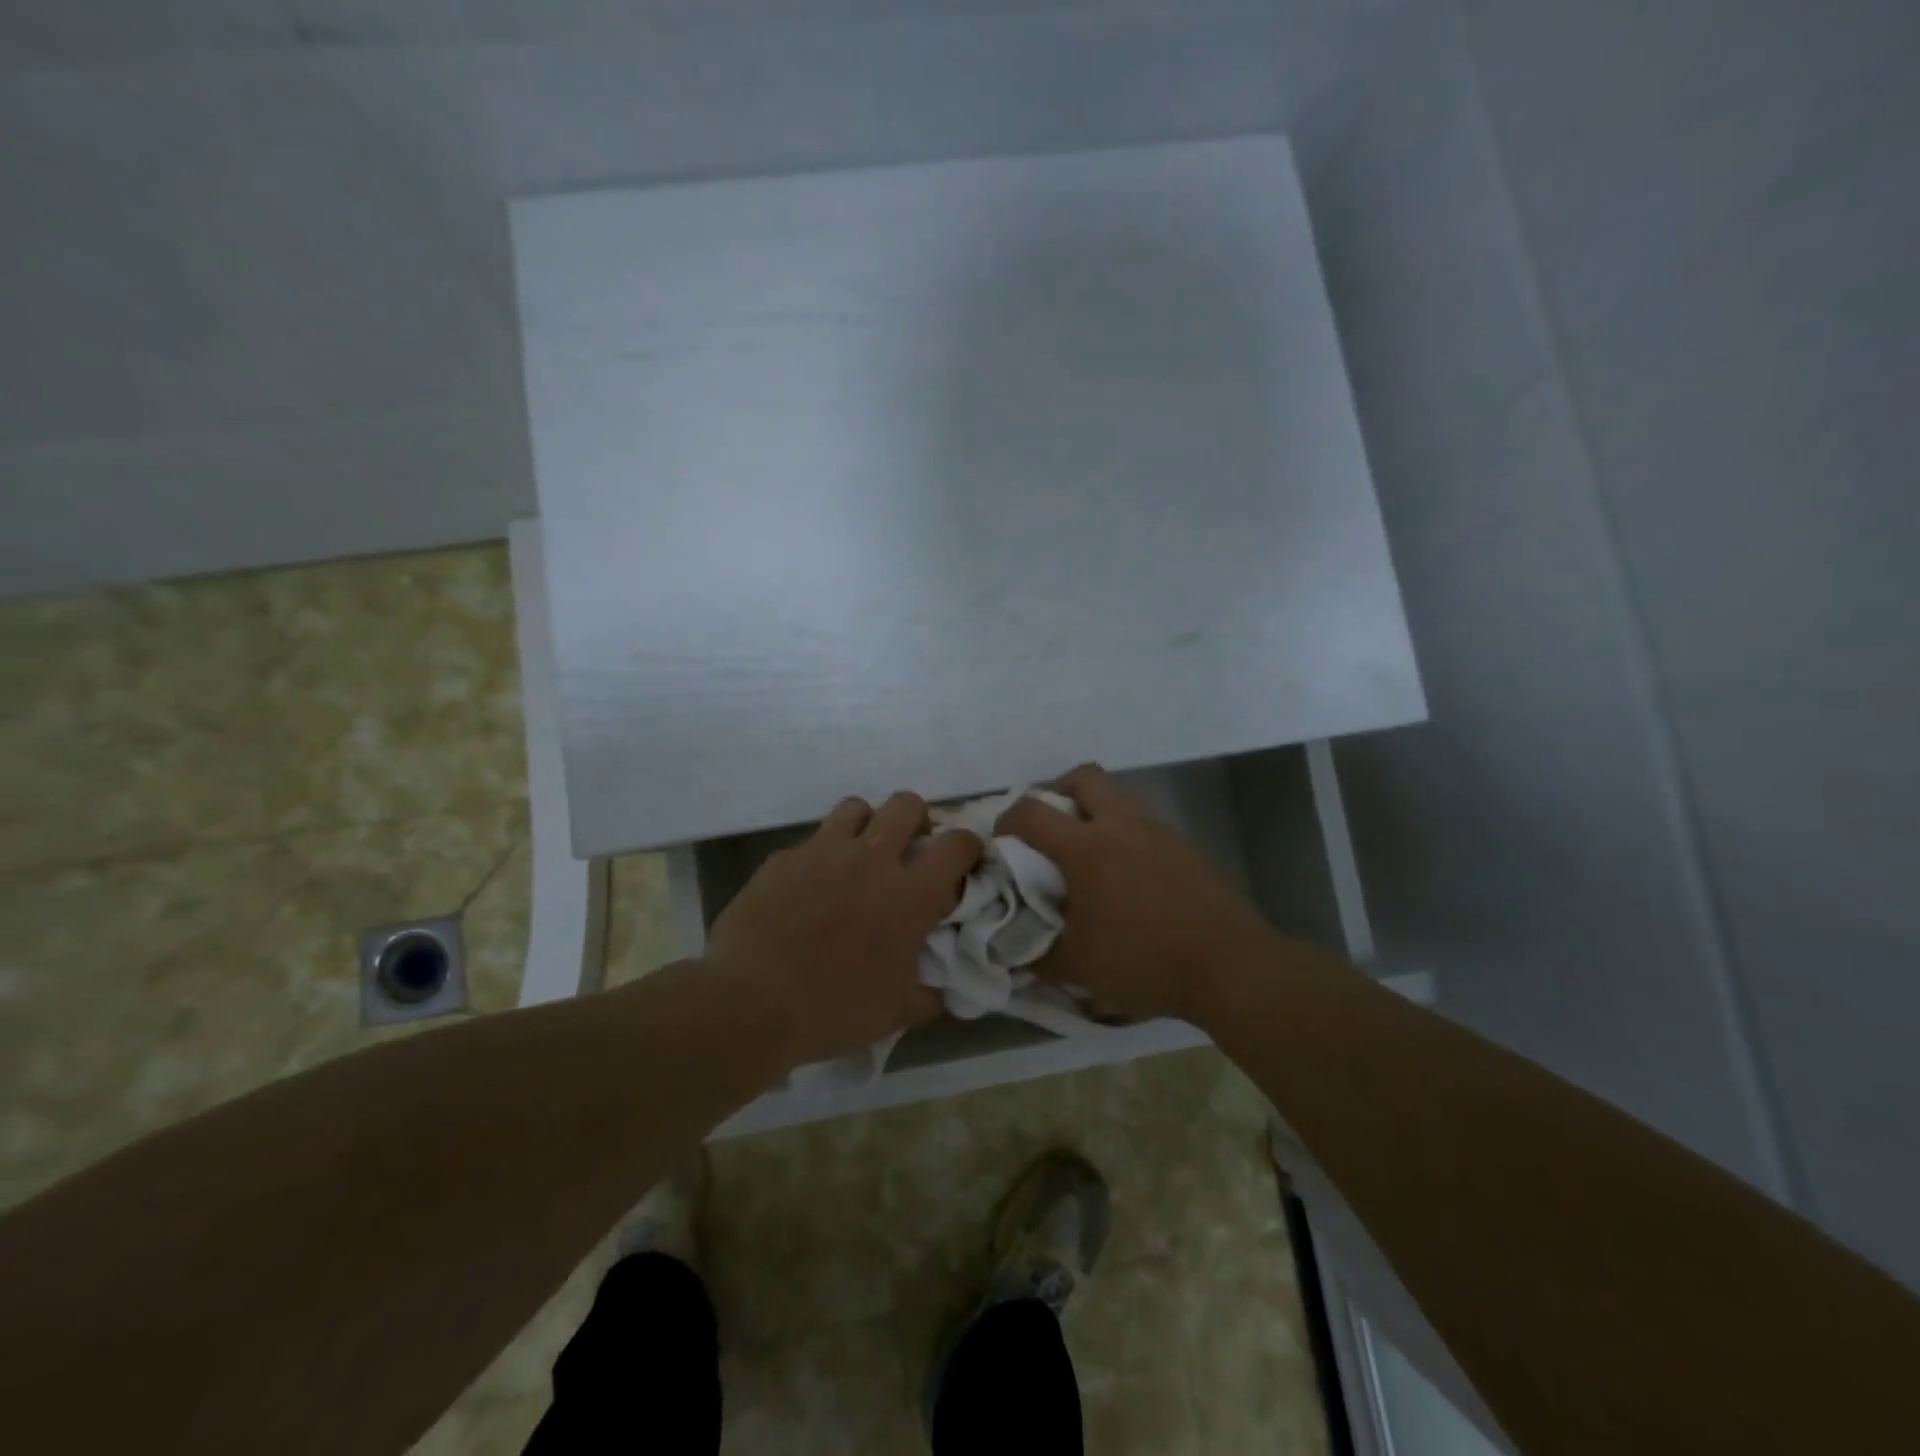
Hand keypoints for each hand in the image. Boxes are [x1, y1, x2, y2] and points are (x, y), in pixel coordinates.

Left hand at [705, 792, 983, 1068]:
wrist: (750, 1004)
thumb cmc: (833, 1010)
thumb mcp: (896, 1013)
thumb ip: (929, 994)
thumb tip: (943, 990)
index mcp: (911, 894)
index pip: (958, 844)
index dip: (968, 847)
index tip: (963, 863)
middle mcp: (872, 859)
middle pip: (908, 804)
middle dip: (917, 821)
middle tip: (909, 851)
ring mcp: (824, 851)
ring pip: (857, 807)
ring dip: (867, 825)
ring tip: (859, 856)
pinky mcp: (784, 857)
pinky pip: (811, 841)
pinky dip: (820, 856)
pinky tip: (809, 887)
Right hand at [996, 765, 1277, 1024]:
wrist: (1229, 966)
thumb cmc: (1145, 961)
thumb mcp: (1078, 967)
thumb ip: (1036, 953)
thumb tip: (1012, 949)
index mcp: (1087, 848)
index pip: (1031, 812)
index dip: (1006, 819)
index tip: (1001, 841)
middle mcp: (1122, 825)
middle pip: (1083, 777)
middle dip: (1057, 792)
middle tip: (1048, 828)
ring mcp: (1159, 831)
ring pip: (1119, 796)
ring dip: (1094, 811)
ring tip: (1087, 854)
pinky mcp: (1186, 845)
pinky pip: (1144, 822)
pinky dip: (1125, 834)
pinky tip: (1127, 875)